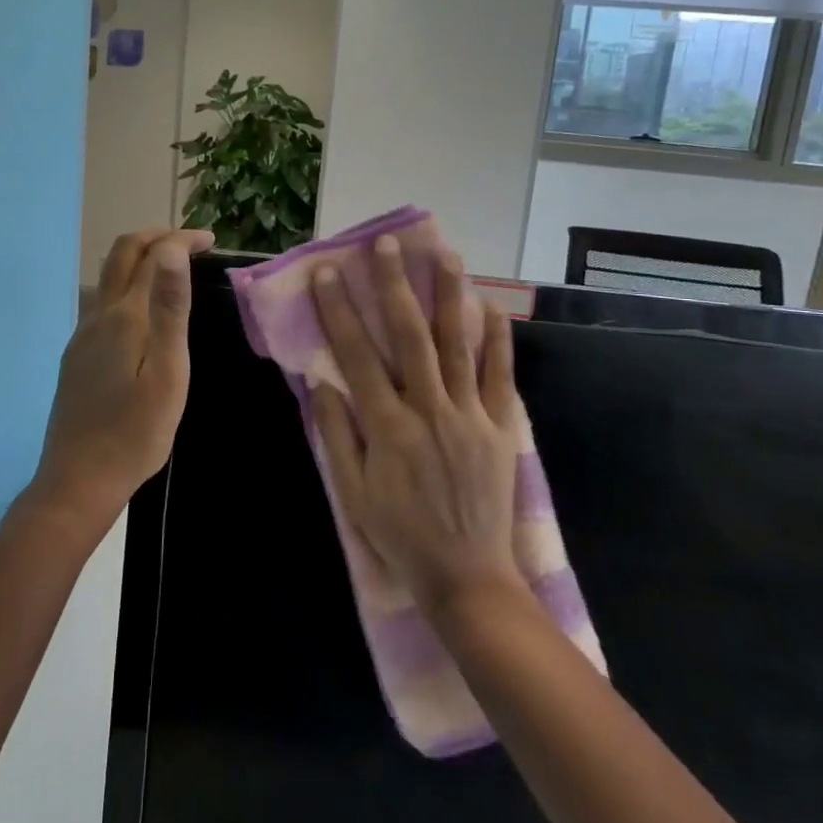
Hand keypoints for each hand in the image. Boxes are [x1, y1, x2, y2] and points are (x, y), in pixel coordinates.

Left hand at [32, 227, 215, 526]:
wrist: (79, 480)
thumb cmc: (136, 432)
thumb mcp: (167, 372)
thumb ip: (169, 308)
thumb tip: (170, 250)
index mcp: (124, 317)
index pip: (152, 255)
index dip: (181, 239)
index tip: (210, 241)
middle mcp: (98, 316)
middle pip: (121, 255)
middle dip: (155, 236)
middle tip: (191, 243)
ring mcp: (82, 336)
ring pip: (109, 278)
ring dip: (140, 259)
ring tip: (173, 270)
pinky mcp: (77, 356)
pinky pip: (103, 303)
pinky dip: (128, 286)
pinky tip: (145, 313)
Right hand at [309, 236, 526, 614]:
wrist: (466, 577)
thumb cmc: (400, 535)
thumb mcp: (352, 492)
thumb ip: (337, 433)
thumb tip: (321, 379)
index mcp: (387, 428)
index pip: (357, 356)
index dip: (340, 312)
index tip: (330, 273)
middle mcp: (429, 410)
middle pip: (409, 336)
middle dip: (394, 286)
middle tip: (385, 246)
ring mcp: (470, 416)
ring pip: (458, 345)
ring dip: (449, 296)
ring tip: (445, 255)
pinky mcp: (500, 427)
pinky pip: (500, 376)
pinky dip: (497, 339)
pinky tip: (493, 306)